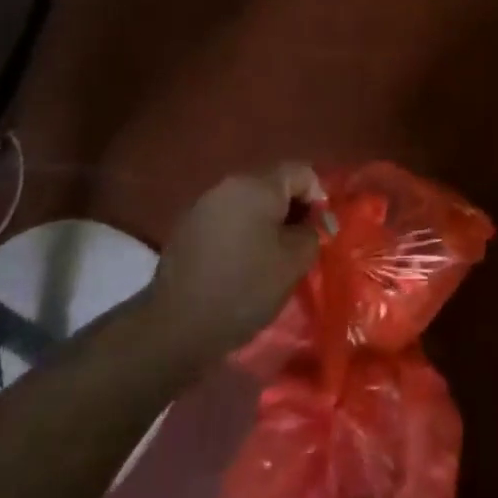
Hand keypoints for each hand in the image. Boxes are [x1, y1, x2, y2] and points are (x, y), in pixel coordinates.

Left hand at [148, 165, 321, 363]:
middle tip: (302, 245)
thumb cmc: (244, 288)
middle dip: (293, 210)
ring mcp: (204, 203)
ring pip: (249, 202)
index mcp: (257, 185)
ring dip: (267, 222)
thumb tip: (314, 222)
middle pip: (273, 184)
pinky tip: (243, 262)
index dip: (319, 196)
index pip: (300, 172)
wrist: (176, 325)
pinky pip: (228, 218)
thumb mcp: (293, 263)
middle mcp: (229, 184)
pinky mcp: (188, 226)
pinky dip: (243, 232)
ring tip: (274, 256)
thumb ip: (312, 233)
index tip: (321, 230)